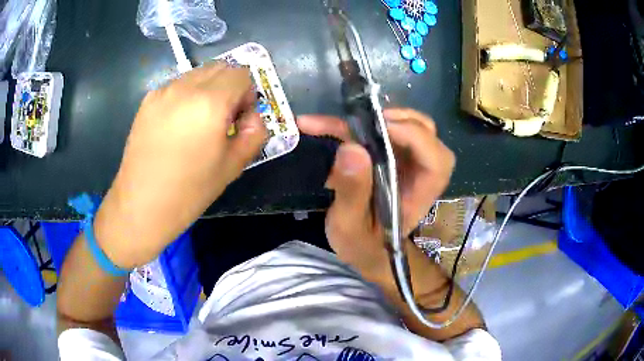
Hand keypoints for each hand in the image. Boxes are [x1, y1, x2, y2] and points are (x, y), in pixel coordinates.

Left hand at [94, 63, 266, 267]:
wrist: (141, 205)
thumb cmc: (189, 191)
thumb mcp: (233, 166)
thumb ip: (254, 133)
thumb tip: (251, 117)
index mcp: (210, 102)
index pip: (242, 75)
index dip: (248, 94)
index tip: (239, 119)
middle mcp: (185, 87)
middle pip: (220, 67)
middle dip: (230, 87)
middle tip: (222, 119)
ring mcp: (163, 91)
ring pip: (197, 74)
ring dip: (208, 89)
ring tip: (198, 123)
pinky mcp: (147, 101)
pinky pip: (177, 85)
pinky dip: (187, 95)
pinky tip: (177, 125)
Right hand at [297, 108, 454, 276]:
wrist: (363, 248)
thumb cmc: (362, 243)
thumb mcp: (351, 226)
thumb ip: (353, 193)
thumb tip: (350, 149)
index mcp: (420, 193)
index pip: (437, 161)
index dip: (415, 137)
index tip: (380, 128)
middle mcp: (419, 172)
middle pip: (426, 133)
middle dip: (397, 119)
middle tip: (362, 119)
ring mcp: (406, 161)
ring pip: (407, 125)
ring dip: (377, 117)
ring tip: (346, 120)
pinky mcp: (389, 156)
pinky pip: (381, 131)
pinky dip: (354, 124)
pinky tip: (320, 124)